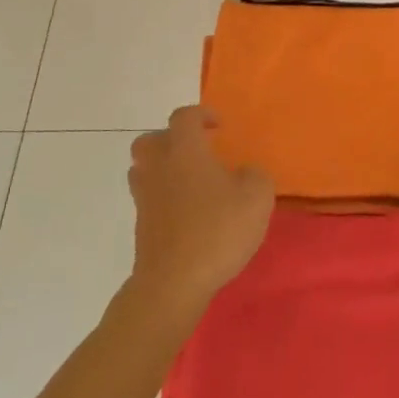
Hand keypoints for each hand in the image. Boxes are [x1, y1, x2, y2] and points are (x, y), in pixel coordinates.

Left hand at [127, 106, 273, 320]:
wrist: (173, 282)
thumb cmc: (217, 231)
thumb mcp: (257, 198)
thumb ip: (255, 176)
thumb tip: (244, 173)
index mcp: (185, 151)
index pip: (184, 117)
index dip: (201, 115)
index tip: (218, 127)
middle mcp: (159, 167)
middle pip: (150, 140)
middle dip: (171, 140)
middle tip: (196, 152)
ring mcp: (145, 197)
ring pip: (143, 169)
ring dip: (163, 168)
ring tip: (190, 182)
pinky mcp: (141, 226)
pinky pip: (148, 198)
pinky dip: (163, 197)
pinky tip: (187, 213)